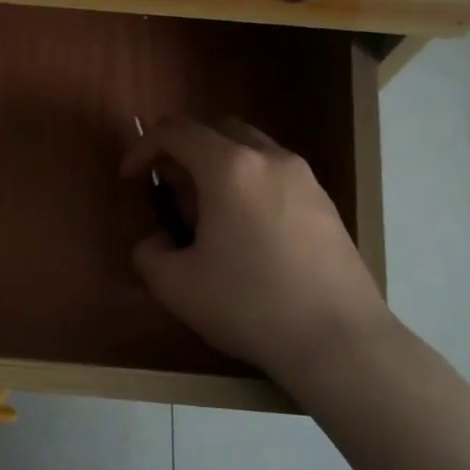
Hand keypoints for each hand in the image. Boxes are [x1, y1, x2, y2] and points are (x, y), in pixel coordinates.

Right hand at [122, 118, 393, 374]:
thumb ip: (149, 253)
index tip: (130, 178)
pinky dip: (250, 185)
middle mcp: (270, 159)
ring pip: (251, 150)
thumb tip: (160, 241)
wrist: (338, 340)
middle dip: (184, 150)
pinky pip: (276, 175)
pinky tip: (247, 233)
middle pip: (217, 129)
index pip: (176, 132)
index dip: (143, 148)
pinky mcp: (326, 204)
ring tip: (208, 214)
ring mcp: (305, 179)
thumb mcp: (175, 286)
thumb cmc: (249, 305)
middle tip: (170, 190)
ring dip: (219, 166)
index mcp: (229, 168)